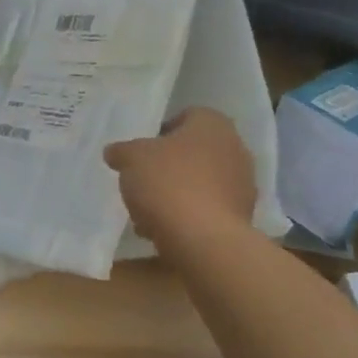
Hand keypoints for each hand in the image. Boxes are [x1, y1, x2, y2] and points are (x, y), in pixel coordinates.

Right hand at [103, 107, 257, 244]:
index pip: (186, 116)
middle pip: (194, 152)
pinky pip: (207, 209)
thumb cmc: (168, 183)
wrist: (204, 240)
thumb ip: (122, 151)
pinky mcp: (241, 218)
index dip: (161, 133)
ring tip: (146, 213)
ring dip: (176, 193)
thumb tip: (114, 152)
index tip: (141, 152)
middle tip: (142, 181)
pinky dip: (187, 216)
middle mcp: (235, 149)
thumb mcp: (131, 159)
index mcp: (213, 125)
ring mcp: (242, 185)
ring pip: (200, 183)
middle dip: (168, 166)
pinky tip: (163, 230)